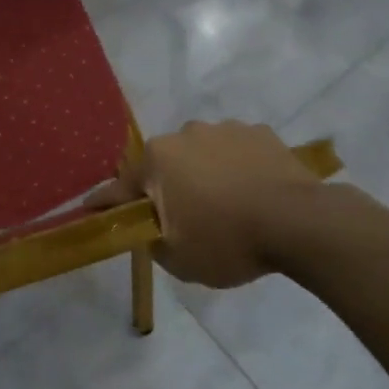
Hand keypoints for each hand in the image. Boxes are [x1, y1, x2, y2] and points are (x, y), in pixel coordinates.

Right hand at [89, 120, 325, 287]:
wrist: (300, 223)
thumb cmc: (227, 241)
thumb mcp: (177, 259)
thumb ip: (151, 240)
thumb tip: (151, 228)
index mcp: (158, 160)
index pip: (119, 187)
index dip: (105, 203)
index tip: (89, 209)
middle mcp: (186, 134)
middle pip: (165, 166)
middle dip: (167, 188)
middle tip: (183, 219)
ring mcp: (226, 129)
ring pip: (202, 155)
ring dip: (204, 175)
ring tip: (226, 206)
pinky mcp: (261, 133)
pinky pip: (237, 153)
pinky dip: (238, 169)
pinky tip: (253, 193)